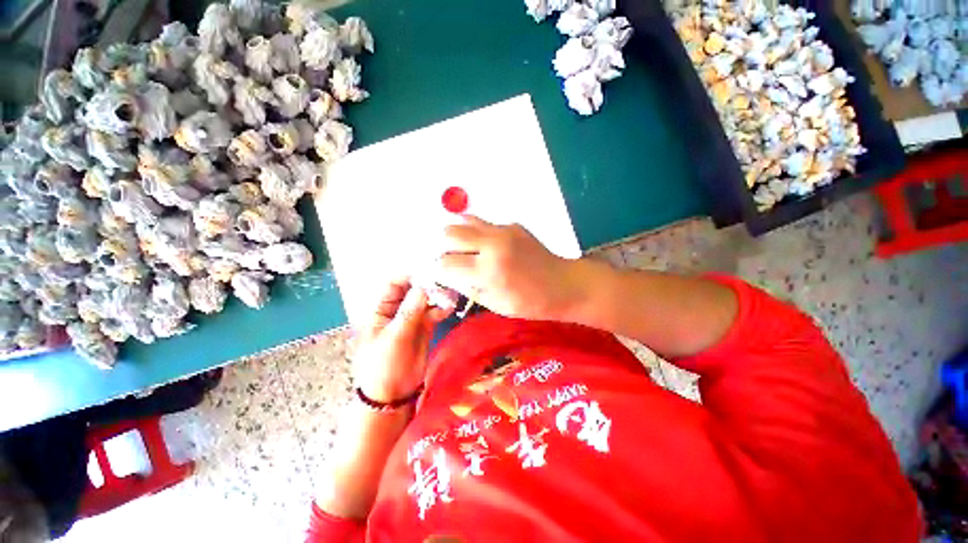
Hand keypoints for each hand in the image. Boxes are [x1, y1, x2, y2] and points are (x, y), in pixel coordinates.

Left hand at [353, 279, 452, 402]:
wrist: (392, 395)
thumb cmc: (383, 365)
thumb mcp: (393, 338)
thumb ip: (409, 313)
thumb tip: (422, 288)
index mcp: (381, 310)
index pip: (394, 284)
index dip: (409, 276)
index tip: (428, 271)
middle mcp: (397, 310)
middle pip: (413, 290)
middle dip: (427, 284)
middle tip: (444, 280)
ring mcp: (412, 318)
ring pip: (426, 300)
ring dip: (437, 296)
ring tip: (450, 294)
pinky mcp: (425, 327)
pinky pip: (434, 313)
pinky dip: (441, 309)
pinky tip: (449, 307)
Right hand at [436, 216, 585, 320]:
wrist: (563, 285)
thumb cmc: (530, 303)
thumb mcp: (495, 305)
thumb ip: (469, 288)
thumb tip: (450, 275)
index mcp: (489, 271)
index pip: (446, 263)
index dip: (439, 270)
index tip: (442, 274)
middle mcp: (493, 244)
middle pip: (449, 233)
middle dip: (444, 247)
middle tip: (452, 259)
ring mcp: (504, 230)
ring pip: (464, 221)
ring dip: (459, 235)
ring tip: (465, 249)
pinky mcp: (513, 225)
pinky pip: (485, 224)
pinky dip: (478, 234)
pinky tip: (488, 247)